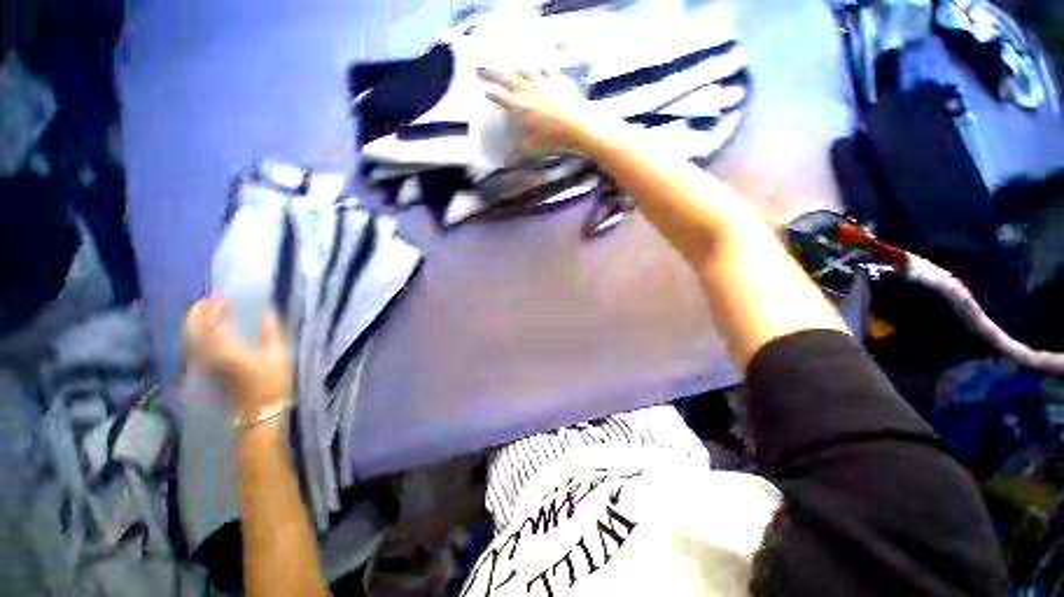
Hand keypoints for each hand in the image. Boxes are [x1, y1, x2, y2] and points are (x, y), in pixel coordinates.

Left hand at [184, 298, 291, 419]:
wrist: (257, 411)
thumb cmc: (271, 383)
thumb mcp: (279, 355)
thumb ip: (270, 331)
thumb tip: (266, 310)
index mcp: (226, 349)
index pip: (210, 322)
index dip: (214, 307)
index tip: (226, 298)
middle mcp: (208, 354)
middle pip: (193, 328)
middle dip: (199, 311)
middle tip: (213, 300)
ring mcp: (203, 363)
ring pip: (189, 336)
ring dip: (195, 321)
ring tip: (210, 311)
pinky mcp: (205, 369)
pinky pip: (193, 345)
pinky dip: (196, 332)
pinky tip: (208, 330)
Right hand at [478, 68, 608, 155]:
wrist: (576, 128)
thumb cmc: (551, 140)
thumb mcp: (531, 149)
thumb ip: (516, 155)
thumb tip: (505, 165)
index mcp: (518, 105)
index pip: (499, 97)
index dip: (491, 94)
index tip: (485, 92)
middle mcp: (526, 89)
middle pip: (505, 77)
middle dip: (491, 73)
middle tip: (480, 68)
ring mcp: (542, 81)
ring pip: (525, 71)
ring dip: (517, 72)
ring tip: (514, 72)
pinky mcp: (556, 79)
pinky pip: (546, 69)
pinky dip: (541, 69)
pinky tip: (541, 70)